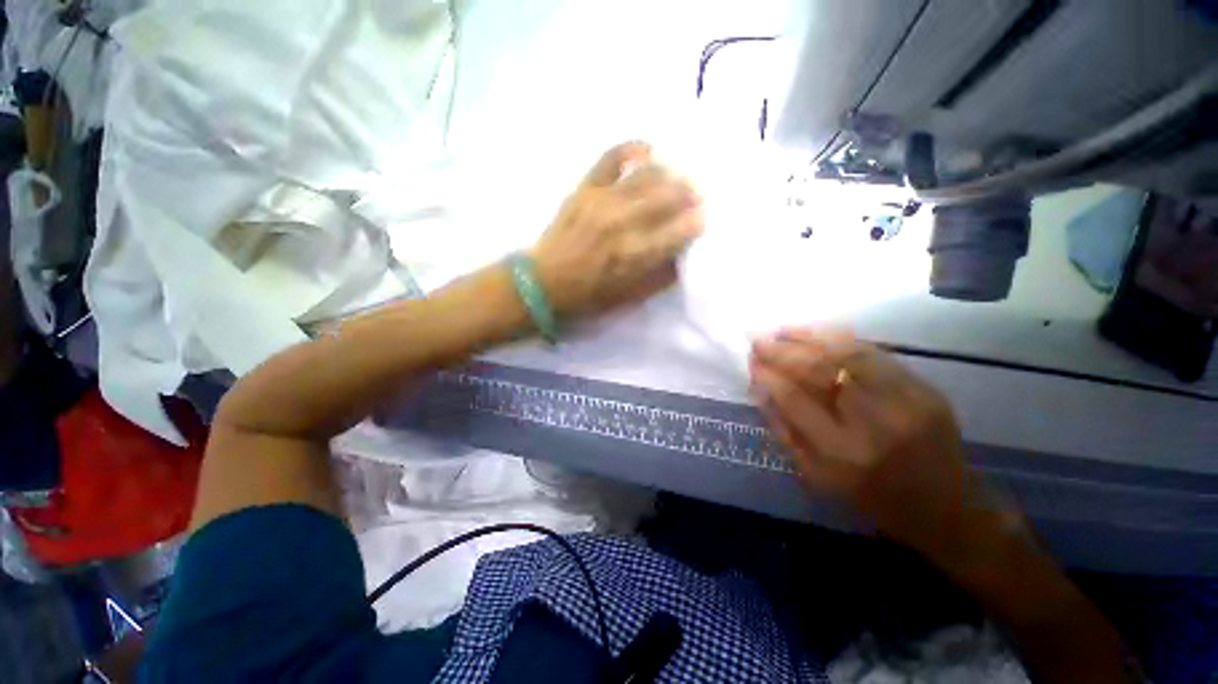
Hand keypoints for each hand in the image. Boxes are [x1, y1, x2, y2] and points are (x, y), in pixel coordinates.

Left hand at [531, 142, 703, 318]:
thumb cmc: (587, 296)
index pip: (676, 231)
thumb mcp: (628, 298)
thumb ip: (658, 279)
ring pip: (647, 175)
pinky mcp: (585, 188)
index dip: (695, 223)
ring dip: (670, 174)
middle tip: (697, 196)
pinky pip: (611, 157)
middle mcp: (622, 223)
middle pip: (667, 197)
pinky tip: (648, 151)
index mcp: (633, 255)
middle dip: (689, 194)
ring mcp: (602, 201)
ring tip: (679, 177)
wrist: (542, 282)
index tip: (703, 219)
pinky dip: (632, 149)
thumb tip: (681, 256)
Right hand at [750, 328, 991, 564]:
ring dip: (809, 337)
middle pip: (819, 370)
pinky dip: (840, 340)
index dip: (768, 376)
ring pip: (848, 353)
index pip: (794, 399)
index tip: (751, 362)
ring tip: (782, 331)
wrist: (948, 509)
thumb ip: (785, 430)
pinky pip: (874, 353)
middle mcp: (875, 422)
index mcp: (843, 453)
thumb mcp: (817, 476)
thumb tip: (760, 388)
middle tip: (758, 340)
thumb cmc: (872, 499)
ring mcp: (906, 400)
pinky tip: (818, 334)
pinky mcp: (925, 388)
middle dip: (782, 351)